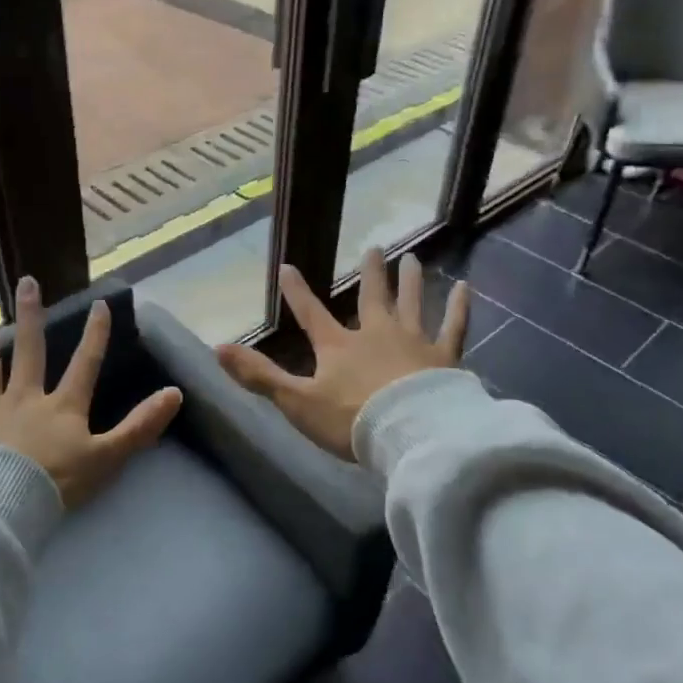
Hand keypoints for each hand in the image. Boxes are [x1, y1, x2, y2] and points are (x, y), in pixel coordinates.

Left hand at [0, 277, 182, 508]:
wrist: (0, 508)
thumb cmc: (56, 485)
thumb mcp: (108, 458)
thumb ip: (140, 427)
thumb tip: (175, 393)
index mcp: (62, 407)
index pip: (84, 364)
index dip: (95, 334)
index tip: (100, 303)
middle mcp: (24, 399)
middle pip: (29, 351)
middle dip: (31, 315)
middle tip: (26, 281)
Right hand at [215, 250, 468, 459]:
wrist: (408, 434)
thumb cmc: (350, 421)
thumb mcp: (296, 402)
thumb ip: (259, 376)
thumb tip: (216, 348)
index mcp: (339, 347)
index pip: (311, 314)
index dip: (296, 292)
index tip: (287, 266)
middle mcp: (376, 335)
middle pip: (372, 298)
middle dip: (370, 274)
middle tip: (373, 248)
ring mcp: (413, 342)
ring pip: (411, 304)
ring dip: (410, 281)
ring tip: (412, 258)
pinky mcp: (444, 357)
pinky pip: (453, 326)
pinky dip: (459, 307)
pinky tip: (465, 286)